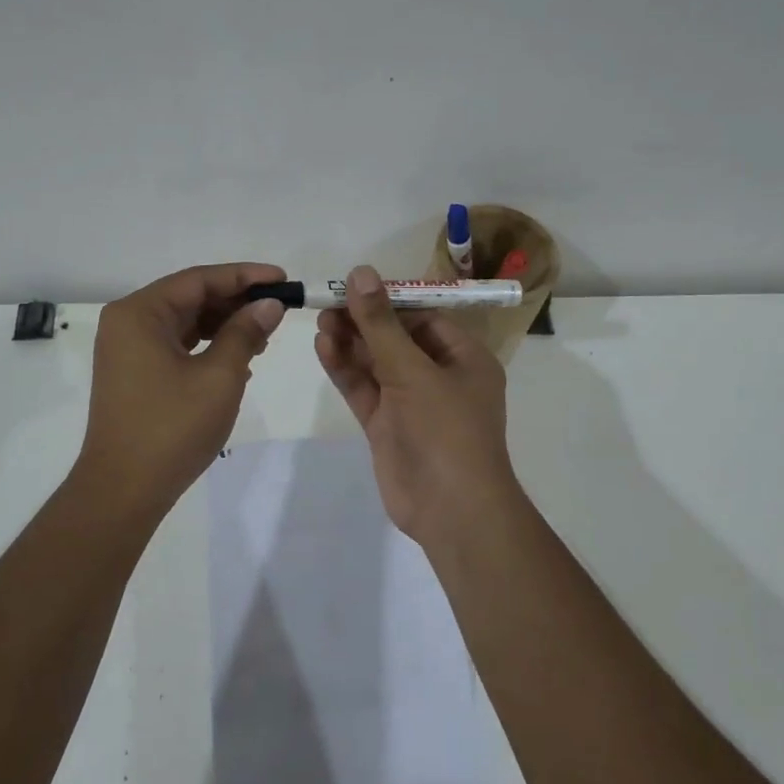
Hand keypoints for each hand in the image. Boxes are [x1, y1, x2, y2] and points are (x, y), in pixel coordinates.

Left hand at [78, 262, 287, 512]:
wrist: (124, 489)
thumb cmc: (172, 428)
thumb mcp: (220, 376)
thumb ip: (245, 333)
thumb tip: (269, 305)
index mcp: (140, 313)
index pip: (199, 280)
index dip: (245, 276)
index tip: (283, 279)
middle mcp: (128, 323)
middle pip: (190, 298)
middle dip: (236, 302)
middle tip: (278, 310)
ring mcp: (128, 350)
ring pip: (184, 323)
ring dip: (224, 326)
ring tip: (265, 336)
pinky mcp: (134, 374)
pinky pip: (176, 346)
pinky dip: (207, 347)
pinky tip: (239, 359)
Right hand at [314, 265, 517, 546]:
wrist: (450, 510)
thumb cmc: (446, 431)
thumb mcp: (413, 371)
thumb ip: (381, 325)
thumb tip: (361, 273)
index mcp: (464, 358)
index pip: (424, 317)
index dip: (390, 300)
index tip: (354, 286)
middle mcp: (439, 376)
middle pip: (396, 338)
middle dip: (364, 321)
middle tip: (327, 303)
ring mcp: (411, 403)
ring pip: (376, 364)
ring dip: (351, 343)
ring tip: (319, 321)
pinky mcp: (386, 426)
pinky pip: (364, 390)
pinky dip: (345, 370)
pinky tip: (323, 347)